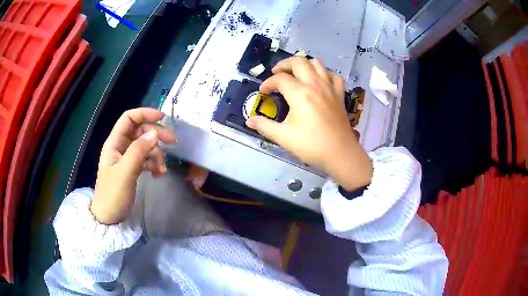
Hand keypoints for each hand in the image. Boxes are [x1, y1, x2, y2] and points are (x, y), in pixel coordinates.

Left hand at [90, 108, 175, 224]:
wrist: (109, 218)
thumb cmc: (113, 195)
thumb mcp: (125, 172)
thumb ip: (138, 151)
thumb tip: (155, 133)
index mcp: (114, 143)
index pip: (129, 118)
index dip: (144, 114)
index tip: (163, 118)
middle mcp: (120, 147)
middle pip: (140, 131)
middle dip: (156, 135)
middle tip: (172, 143)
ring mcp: (127, 158)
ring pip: (145, 146)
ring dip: (157, 154)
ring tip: (162, 170)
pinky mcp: (132, 168)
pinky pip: (146, 159)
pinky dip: (154, 164)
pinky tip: (158, 175)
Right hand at [246, 57, 372, 190]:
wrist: (340, 154)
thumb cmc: (311, 145)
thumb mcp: (284, 137)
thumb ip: (265, 126)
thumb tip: (249, 120)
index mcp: (300, 94)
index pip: (279, 79)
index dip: (268, 83)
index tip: (263, 92)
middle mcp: (315, 85)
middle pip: (298, 62)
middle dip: (284, 64)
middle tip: (276, 73)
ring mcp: (329, 88)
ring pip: (317, 63)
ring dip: (304, 64)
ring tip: (296, 73)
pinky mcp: (339, 94)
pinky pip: (333, 76)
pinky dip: (324, 73)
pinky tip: (319, 81)